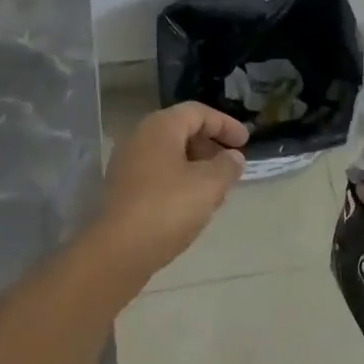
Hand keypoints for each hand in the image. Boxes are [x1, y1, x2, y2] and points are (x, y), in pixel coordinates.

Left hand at [89, 103, 248, 286]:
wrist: (117, 251)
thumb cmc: (167, 208)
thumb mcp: (209, 185)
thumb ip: (227, 166)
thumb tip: (233, 158)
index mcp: (160, 126)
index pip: (198, 112)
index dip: (225, 124)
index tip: (246, 142)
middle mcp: (139, 137)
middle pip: (182, 131)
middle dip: (210, 146)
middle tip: (231, 167)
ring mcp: (127, 164)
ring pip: (170, 155)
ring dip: (196, 167)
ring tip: (216, 190)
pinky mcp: (122, 190)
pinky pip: (157, 174)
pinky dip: (179, 181)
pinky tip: (192, 206)